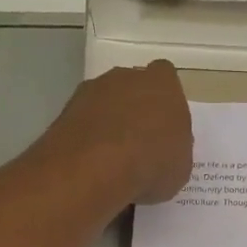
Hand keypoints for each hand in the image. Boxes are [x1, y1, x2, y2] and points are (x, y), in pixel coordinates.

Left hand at [40, 59, 192, 205]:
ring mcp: (92, 90)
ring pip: (105, 101)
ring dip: (108, 121)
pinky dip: (87, 136)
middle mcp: (126, 78)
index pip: (166, 78)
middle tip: (139, 142)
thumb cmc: (151, 163)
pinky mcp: (66, 110)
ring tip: (112, 156)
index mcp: (163, 84)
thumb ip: (175, 148)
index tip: (164, 125)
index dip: (165, 101)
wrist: (94, 168)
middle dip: (135, 108)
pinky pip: (84, 120)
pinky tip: (92, 161)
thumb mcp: (180, 165)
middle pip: (133, 86)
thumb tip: (166, 149)